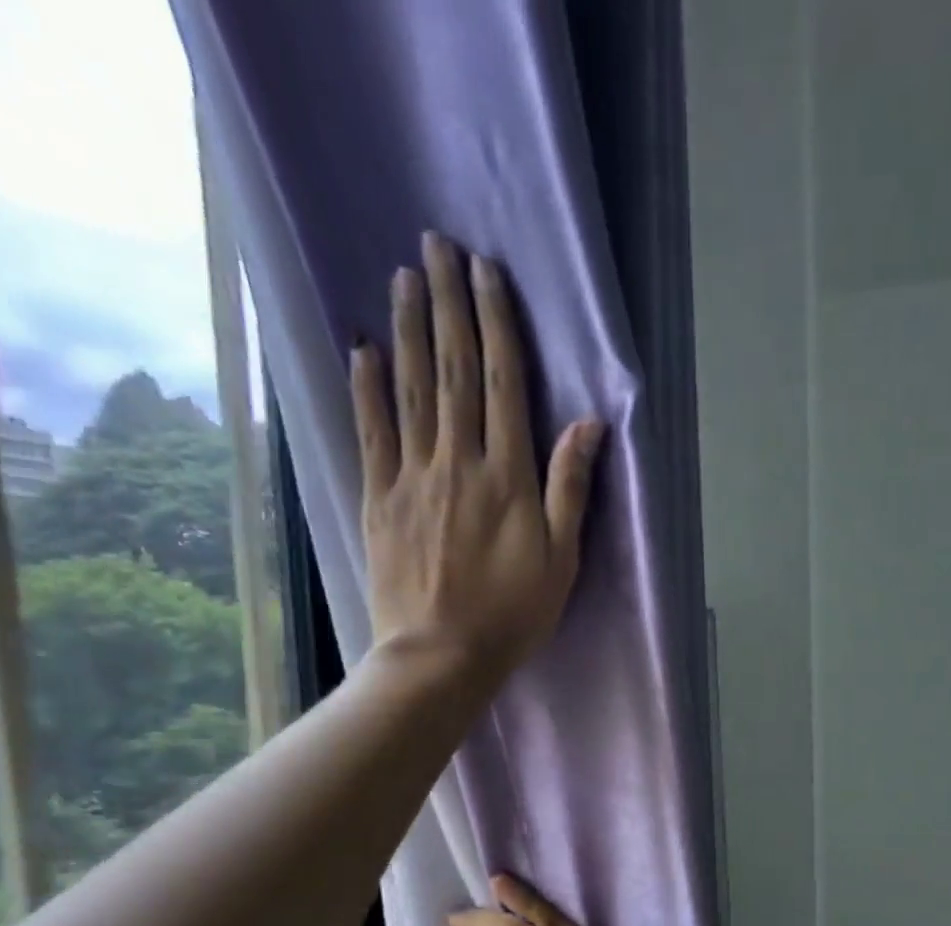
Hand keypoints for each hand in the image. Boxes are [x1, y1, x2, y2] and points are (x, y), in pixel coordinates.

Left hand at [352, 232, 605, 677]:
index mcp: (508, 477)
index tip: (486, 272)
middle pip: (453, 371)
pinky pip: (372, 432)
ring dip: (408, 329)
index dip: (495, 323)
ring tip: (403, 277)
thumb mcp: (561, 560)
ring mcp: (413, 478)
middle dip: (448, 304)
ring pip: (411, 390)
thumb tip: (588, 424)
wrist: (440, 655)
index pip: (502, 384)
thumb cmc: (512, 614)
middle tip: (437, 245)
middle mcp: (458, 462)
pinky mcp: (380, 499)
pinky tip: (362, 349)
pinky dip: (367, 387)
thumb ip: (570, 490)